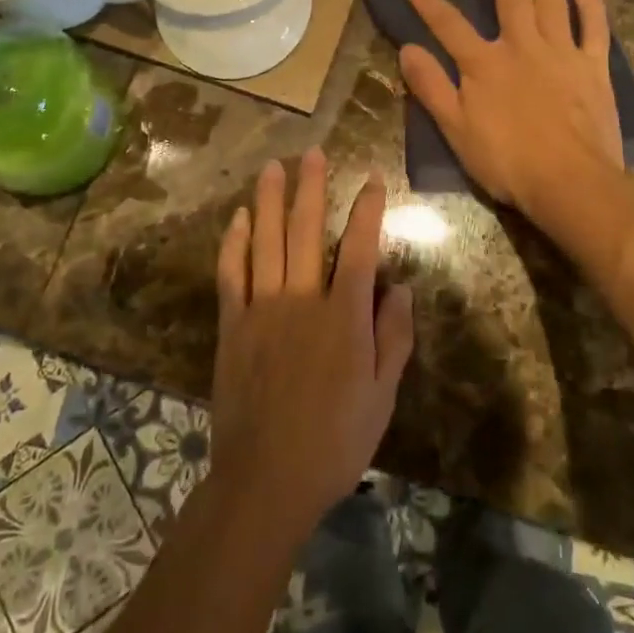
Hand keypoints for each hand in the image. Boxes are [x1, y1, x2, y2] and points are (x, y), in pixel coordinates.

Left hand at [210, 148, 414, 544]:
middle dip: (311, 188)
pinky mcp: (232, 325)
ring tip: (273, 167)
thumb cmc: (334, 441)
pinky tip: (240, 218)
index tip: (372, 180)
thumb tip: (402, 288)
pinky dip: (235, 243)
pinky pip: (232, 274)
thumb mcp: (382, 396)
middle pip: (306, 231)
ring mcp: (262, 309)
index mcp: (343, 317)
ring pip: (266, 241)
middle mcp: (302, 300)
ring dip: (270, 201)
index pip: (359, 249)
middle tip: (312, 153)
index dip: (367, 211)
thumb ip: (394, 337)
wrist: (266, 479)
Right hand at [396, 0, 623, 222]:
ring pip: (552, 1)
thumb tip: (407, 48)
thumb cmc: (507, 160)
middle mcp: (522, 46)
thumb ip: (431, 87)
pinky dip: (591, 5)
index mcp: (484, 63)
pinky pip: (593, 29)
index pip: (446, 22)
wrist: (571, 183)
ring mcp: (562, 54)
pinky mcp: (593, 69)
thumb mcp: (456, 129)